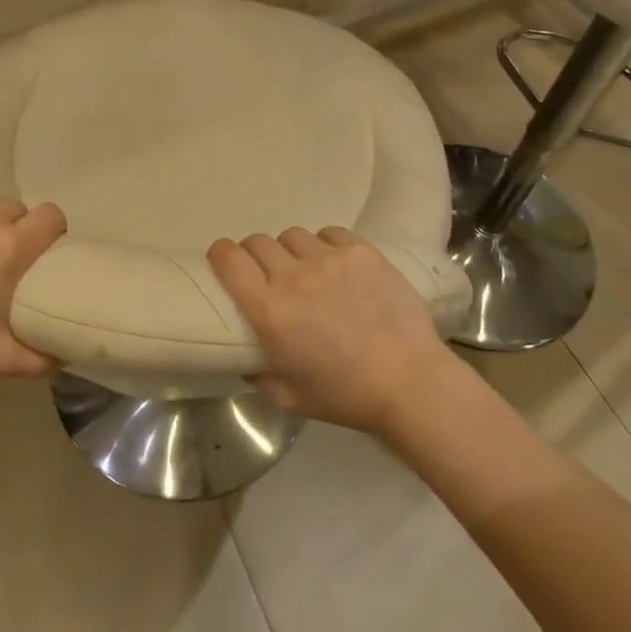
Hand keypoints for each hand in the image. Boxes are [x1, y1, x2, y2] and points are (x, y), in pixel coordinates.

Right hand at [207, 226, 460, 434]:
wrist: (409, 382)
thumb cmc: (345, 396)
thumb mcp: (288, 397)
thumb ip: (257, 374)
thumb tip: (245, 358)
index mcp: (269, 310)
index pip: (228, 259)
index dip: (220, 254)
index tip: (224, 262)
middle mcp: (293, 276)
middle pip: (258, 242)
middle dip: (254, 255)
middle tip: (268, 275)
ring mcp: (329, 259)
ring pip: (293, 235)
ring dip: (291, 251)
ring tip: (307, 270)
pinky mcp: (361, 252)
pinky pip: (330, 233)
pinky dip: (325, 245)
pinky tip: (337, 265)